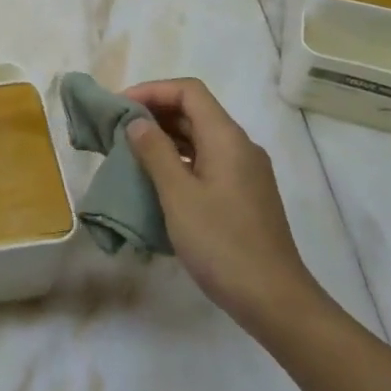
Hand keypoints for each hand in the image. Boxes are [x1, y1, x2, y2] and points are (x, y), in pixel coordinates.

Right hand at [122, 78, 321, 334]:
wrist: (273, 299)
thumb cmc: (221, 243)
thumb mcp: (178, 195)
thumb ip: (155, 152)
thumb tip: (137, 121)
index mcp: (227, 138)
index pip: (189, 91)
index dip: (152, 90)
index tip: (119, 107)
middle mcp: (240, 147)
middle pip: (195, 112)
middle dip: (155, 113)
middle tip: (117, 129)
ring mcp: (245, 172)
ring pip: (201, 138)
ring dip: (165, 137)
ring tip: (129, 151)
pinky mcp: (244, 195)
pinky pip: (206, 161)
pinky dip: (179, 159)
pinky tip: (156, 180)